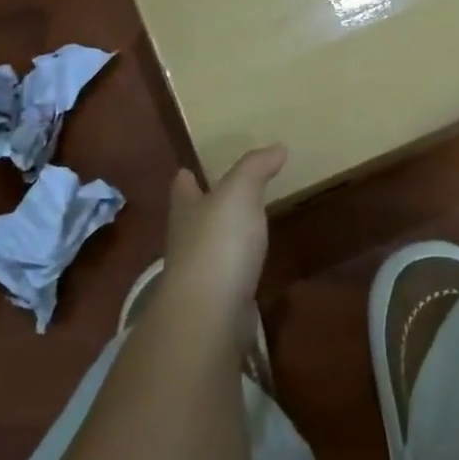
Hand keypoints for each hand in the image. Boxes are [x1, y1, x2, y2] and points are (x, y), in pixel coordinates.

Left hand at [164, 145, 287, 308]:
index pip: (182, 187)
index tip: (189, 169)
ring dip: (220, 237)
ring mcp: (197, 273)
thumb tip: (277, 147)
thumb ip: (256, 167)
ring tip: (242, 226)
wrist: (210, 312)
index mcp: (186, 208)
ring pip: (207, 247)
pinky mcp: (214, 300)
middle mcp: (185, 239)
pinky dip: (235, 266)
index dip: (187, 177)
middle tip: (222, 193)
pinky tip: (249, 264)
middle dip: (202, 206)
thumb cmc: (219, 242)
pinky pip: (225, 275)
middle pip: (190, 217)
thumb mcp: (240, 192)